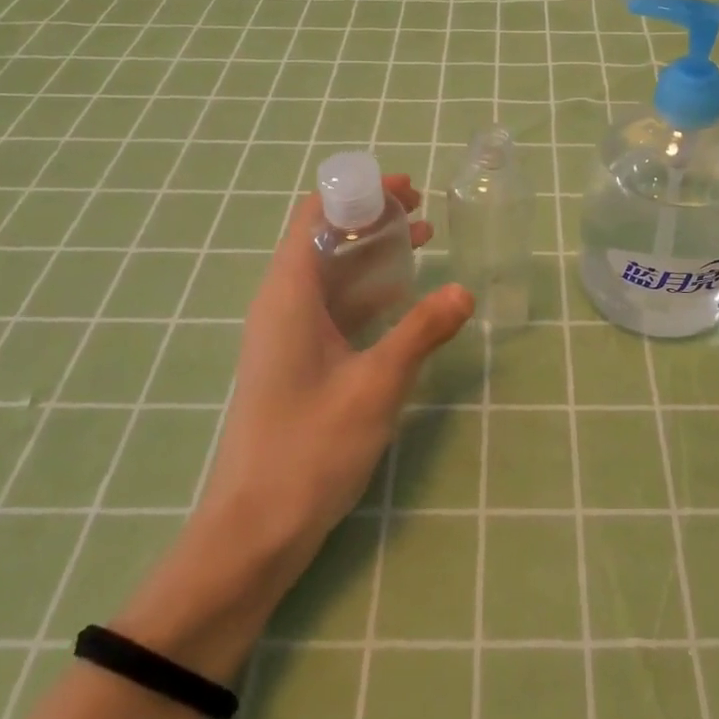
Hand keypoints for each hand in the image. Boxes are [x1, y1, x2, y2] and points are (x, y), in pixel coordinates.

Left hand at [115, 176, 472, 672]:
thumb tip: (464, 290)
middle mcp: (282, 303)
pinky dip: (366, 290)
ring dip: (372, 253)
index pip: (315, 214)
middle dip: (372, 219)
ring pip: (330, 272)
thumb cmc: (310, 448)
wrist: (254, 529)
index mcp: (289, 293)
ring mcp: (286, 333)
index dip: (359, 193)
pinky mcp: (295, 360)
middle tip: (423, 214)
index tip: (407, 189)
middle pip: (323, 237)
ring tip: (423, 243)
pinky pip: (331, 306)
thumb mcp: (376, 384)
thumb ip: (422, 332)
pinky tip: (403, 298)